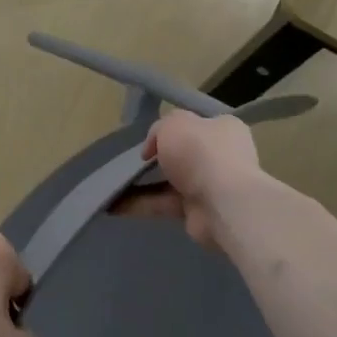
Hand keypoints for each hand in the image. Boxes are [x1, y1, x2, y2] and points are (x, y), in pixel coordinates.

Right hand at [111, 111, 261, 249]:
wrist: (223, 203)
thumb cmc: (201, 152)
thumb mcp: (173, 124)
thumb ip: (159, 129)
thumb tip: (153, 149)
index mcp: (223, 128)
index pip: (196, 125)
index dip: (171, 130)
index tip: (150, 141)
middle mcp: (220, 156)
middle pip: (182, 155)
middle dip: (157, 160)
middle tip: (132, 162)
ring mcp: (210, 186)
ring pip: (169, 182)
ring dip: (142, 185)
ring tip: (113, 186)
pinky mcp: (198, 212)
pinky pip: (164, 205)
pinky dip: (141, 205)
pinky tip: (115, 205)